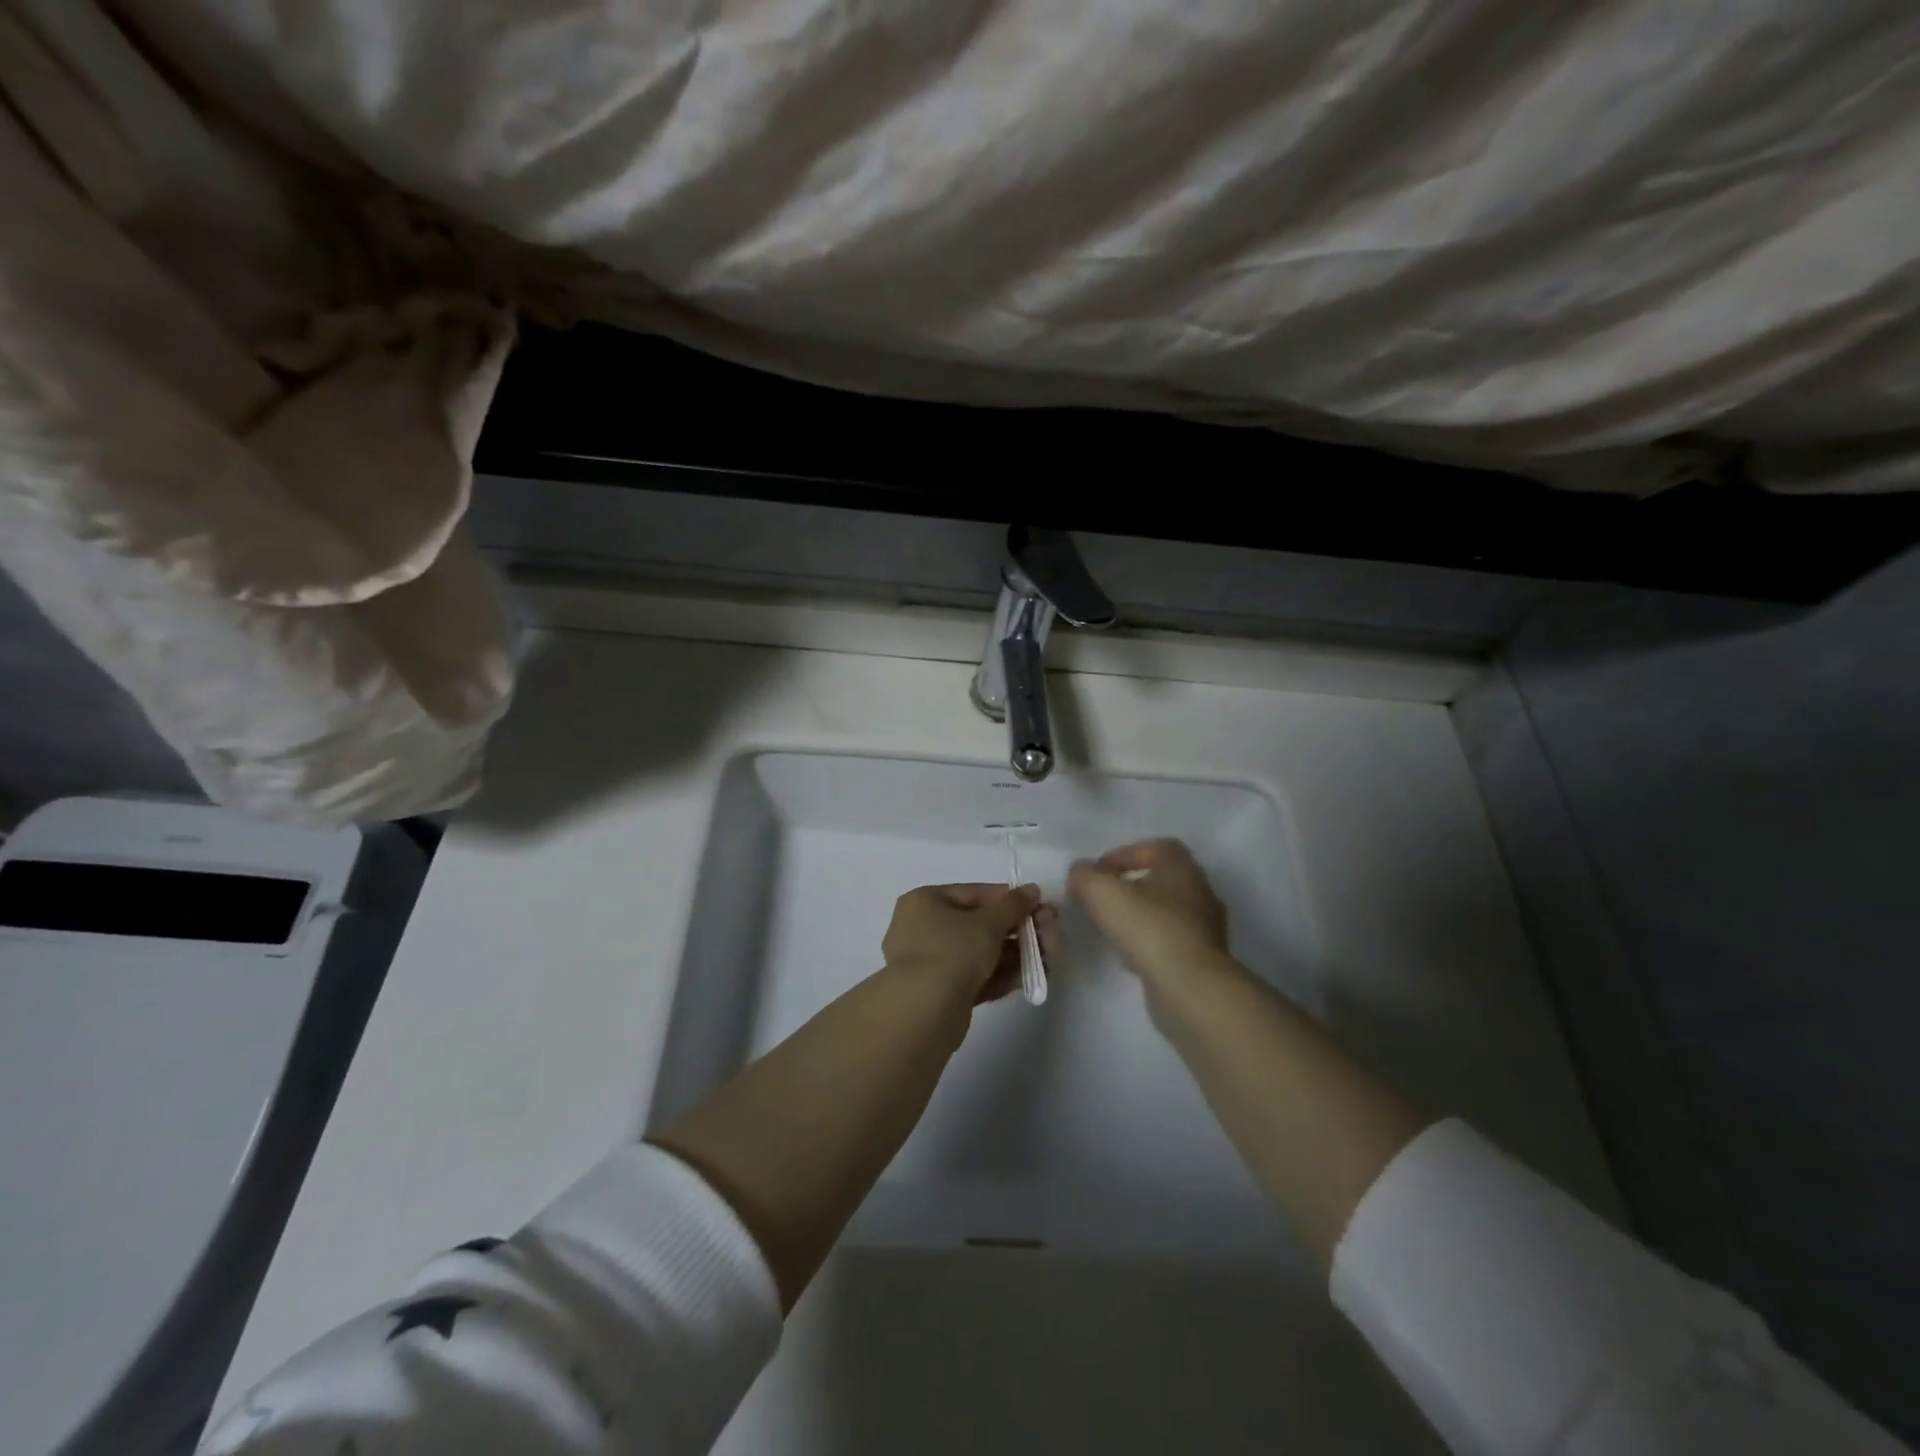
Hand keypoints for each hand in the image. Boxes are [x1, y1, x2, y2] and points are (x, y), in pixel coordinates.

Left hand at [882, 883, 1057, 1003]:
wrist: (924, 1012)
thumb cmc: (953, 952)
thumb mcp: (988, 923)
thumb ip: (1013, 905)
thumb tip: (1032, 889)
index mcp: (925, 901)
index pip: (975, 894)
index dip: (1011, 900)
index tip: (1041, 907)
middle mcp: (923, 928)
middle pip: (981, 924)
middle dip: (1019, 931)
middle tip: (1051, 936)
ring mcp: (931, 962)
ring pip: (980, 953)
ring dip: (1016, 955)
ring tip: (1049, 959)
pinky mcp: (940, 993)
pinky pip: (975, 976)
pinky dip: (1001, 976)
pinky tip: (1030, 978)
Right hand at [1067, 838, 1231, 988]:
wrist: (1191, 988)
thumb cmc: (1148, 928)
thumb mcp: (1102, 893)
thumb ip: (1085, 876)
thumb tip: (1080, 871)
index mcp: (1182, 868)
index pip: (1156, 847)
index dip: (1125, 853)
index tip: (1099, 870)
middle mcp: (1200, 892)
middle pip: (1162, 879)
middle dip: (1131, 885)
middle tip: (1103, 898)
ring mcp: (1206, 928)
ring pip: (1167, 912)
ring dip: (1140, 915)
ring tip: (1112, 927)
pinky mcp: (1204, 959)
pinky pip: (1172, 941)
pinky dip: (1150, 943)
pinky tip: (1129, 956)